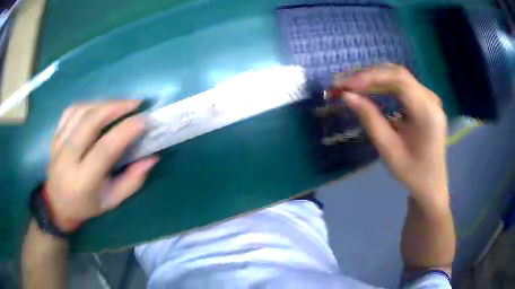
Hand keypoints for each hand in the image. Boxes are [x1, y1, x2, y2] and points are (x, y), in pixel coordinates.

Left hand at [45, 100, 158, 231]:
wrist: (57, 204)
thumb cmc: (87, 206)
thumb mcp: (112, 201)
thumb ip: (132, 181)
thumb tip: (151, 158)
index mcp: (83, 180)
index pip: (104, 149)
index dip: (125, 131)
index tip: (144, 120)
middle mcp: (67, 159)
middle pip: (90, 121)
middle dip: (115, 107)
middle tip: (135, 103)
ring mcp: (58, 144)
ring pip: (80, 111)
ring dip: (103, 103)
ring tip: (120, 105)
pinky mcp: (55, 135)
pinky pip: (70, 111)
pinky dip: (87, 104)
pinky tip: (98, 107)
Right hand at [335, 64, 447, 205]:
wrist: (431, 184)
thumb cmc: (412, 173)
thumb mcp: (389, 150)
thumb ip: (370, 119)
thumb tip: (348, 96)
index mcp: (427, 112)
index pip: (398, 80)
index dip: (370, 77)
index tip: (345, 86)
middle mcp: (431, 99)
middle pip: (398, 74)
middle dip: (369, 75)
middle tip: (343, 82)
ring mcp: (430, 98)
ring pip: (399, 76)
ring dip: (375, 78)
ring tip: (352, 84)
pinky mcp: (426, 101)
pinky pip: (403, 85)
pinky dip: (384, 84)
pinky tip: (370, 89)